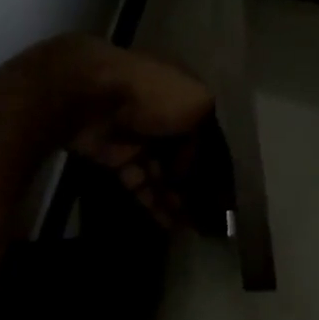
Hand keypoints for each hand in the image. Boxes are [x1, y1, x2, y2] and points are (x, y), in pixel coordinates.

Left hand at [35, 35, 215, 225]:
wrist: (94, 97)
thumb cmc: (153, 94)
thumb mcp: (198, 104)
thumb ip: (207, 137)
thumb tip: (193, 170)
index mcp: (182, 94)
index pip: (205, 133)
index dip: (214, 162)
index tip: (224, 193)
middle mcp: (160, 114)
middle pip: (182, 156)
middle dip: (193, 186)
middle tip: (205, 217)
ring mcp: (136, 136)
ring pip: (160, 173)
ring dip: (174, 199)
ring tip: (187, 225)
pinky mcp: (114, 157)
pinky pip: (137, 183)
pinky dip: (151, 202)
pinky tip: (166, 222)